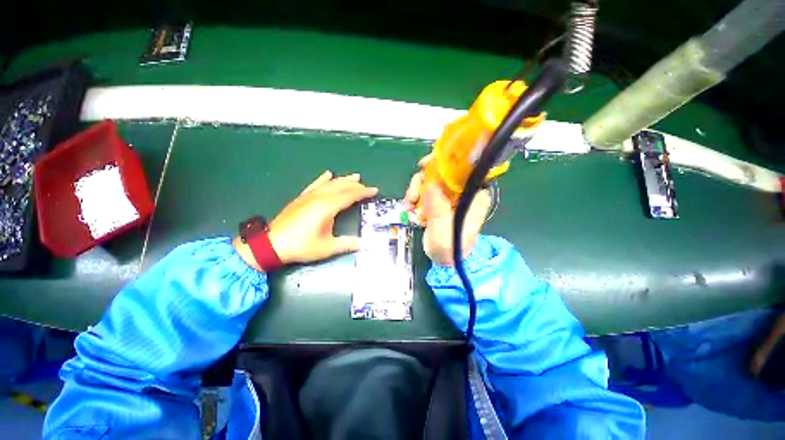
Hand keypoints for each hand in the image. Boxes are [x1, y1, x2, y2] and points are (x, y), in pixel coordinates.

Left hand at [235, 171, 377, 268]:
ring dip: (344, 180)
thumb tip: (365, 243)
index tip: (374, 190)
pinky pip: (315, 184)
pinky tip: (328, 174)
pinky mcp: (301, 198)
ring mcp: (309, 196)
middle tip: (368, 187)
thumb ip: (348, 244)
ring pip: (330, 183)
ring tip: (355, 176)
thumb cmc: (301, 246)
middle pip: (342, 187)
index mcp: (327, 207)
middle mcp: (319, 197)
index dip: (363, 192)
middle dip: (357, 186)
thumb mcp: (327, 247)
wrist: (271, 245)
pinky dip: (323, 179)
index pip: (350, 195)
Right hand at [404, 155, 491, 265]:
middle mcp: (462, 192)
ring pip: (429, 180)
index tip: (425, 164)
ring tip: (410, 208)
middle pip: (442, 172)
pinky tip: (410, 209)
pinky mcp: (438, 201)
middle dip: (423, 180)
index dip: (445, 161)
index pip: (464, 168)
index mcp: (473, 195)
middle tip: (412, 195)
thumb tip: (430, 183)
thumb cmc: (450, 249)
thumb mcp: (444, 231)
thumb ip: (438, 208)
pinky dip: (414, 197)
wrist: (444, 260)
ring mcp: (448, 196)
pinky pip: (423, 190)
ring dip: (416, 191)